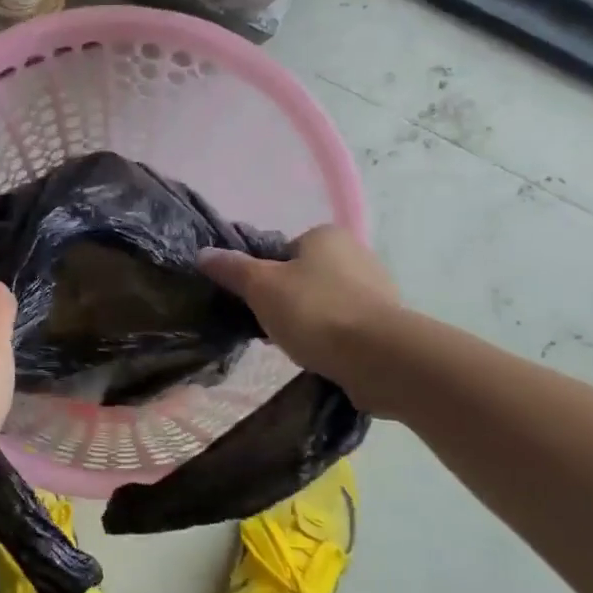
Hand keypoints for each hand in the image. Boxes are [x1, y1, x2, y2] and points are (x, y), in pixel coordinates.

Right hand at [199, 226, 408, 414]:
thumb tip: (203, 254)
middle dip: (287, 300)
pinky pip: (347, 325)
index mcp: (326, 235)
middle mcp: (356, 253)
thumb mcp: (261, 286)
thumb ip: (232, 268)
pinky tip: (322, 356)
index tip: (256, 302)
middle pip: (304, 276)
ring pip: (326, 302)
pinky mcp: (388, 323)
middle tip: (271, 326)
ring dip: (310, 320)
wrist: (379, 357)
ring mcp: (377, 288)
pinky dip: (332, 338)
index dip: (264, 276)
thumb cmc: (314, 311)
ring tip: (296, 346)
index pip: (283, 251)